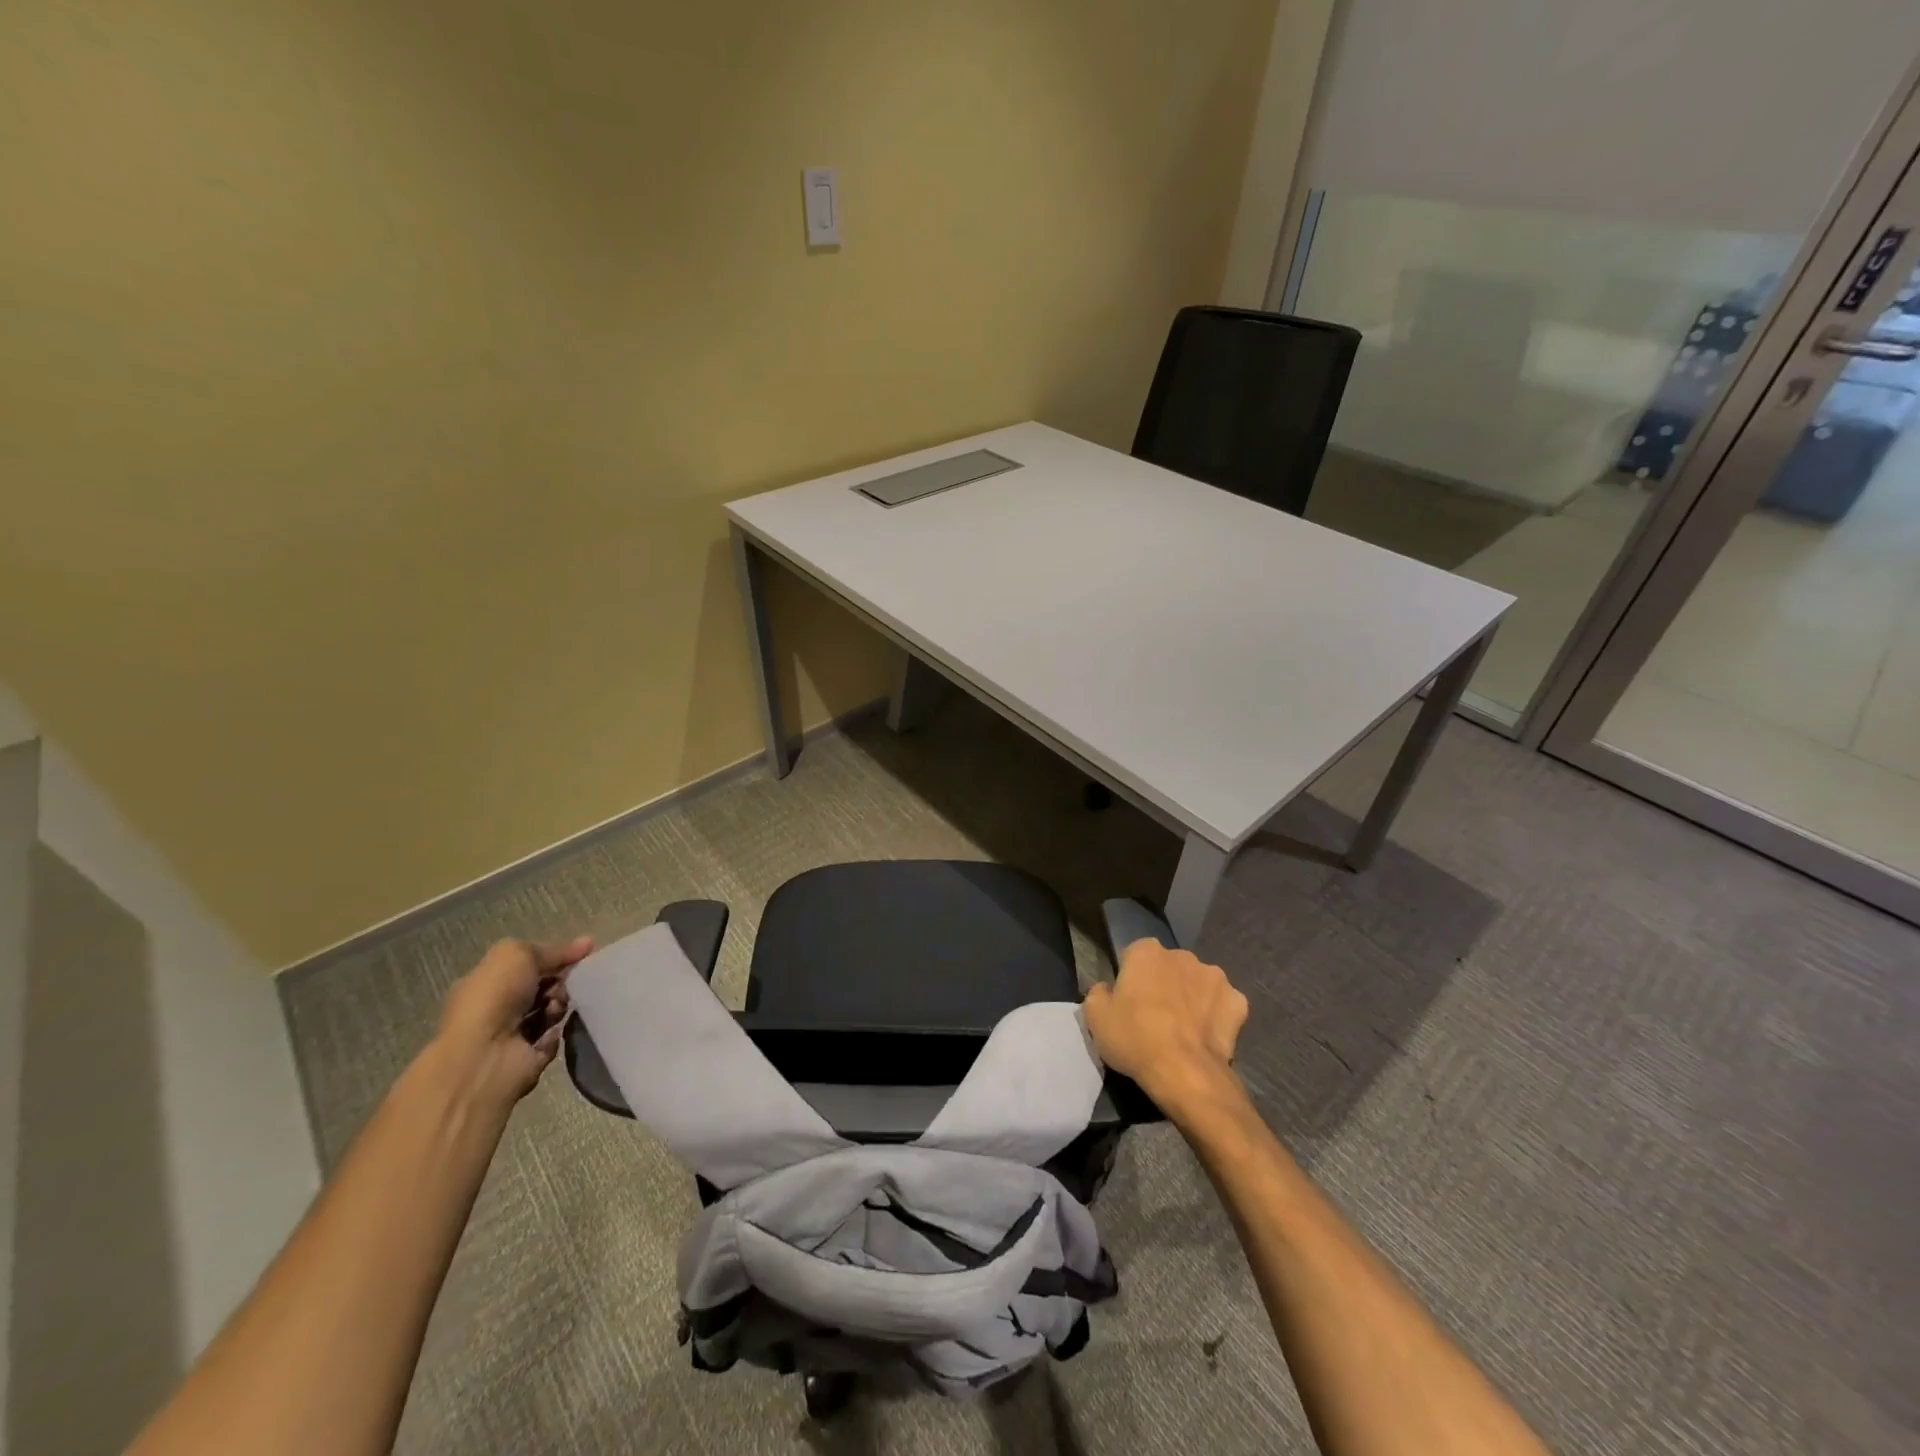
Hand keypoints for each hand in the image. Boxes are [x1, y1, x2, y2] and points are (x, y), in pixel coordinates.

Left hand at [434, 936, 593, 1103]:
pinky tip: (554, 1030)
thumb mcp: (518, 955)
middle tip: (566, 984)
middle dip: (560, 981)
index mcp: (487, 982)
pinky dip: (558, 1032)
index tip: (582, 953)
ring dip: (560, 1006)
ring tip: (556, 1009)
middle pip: (542, 987)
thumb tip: (587, 943)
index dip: (554, 957)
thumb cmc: (493, 998)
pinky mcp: (528, 1059)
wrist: (483, 1057)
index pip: (527, 964)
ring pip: (551, 1011)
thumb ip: (552, 950)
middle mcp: (496, 1007)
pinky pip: (554, 1038)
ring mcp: (511, 1035)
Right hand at [1083, 939, 1248, 1113]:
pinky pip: (1223, 1004)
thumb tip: (1107, 989)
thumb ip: (1098, 993)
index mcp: (1146, 951)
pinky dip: (1217, 1016)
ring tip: (1183, 1030)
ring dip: (1191, 997)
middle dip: (1163, 984)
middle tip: (1154, 1018)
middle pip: (1168, 967)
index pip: (1134, 956)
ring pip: (1198, 983)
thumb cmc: (1135, 1039)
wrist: (1185, 1073)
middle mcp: (1182, 955)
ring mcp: (1214, 976)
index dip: (1130, 980)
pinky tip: (1207, 1037)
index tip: (1128, 1004)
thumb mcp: (1095, 1017)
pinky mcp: (1238, 1002)